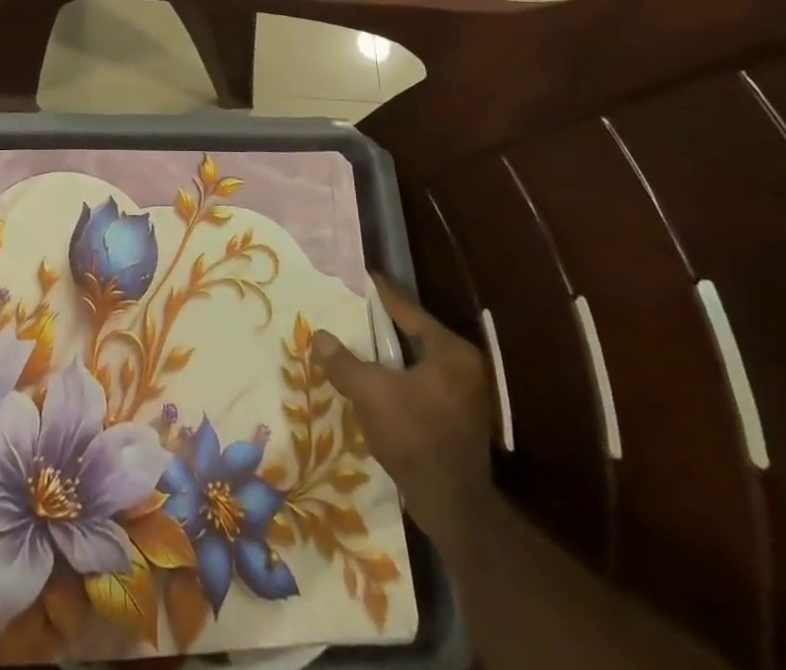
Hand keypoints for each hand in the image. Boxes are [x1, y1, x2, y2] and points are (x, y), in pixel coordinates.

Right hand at [313, 275, 494, 541]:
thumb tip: (319, 336)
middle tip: (354, 311)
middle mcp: (465, 367)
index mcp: (451, 351)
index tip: (362, 278)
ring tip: (358, 343)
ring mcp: (466, 395)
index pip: (410, 311)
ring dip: (390, 356)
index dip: (382, 295)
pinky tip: (375, 380)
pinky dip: (400, 378)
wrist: (452, 507)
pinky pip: (423, 384)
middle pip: (415, 335)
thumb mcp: (371, 393)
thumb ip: (344, 362)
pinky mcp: (459, 419)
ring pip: (418, 362)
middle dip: (383, 326)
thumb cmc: (414, 437)